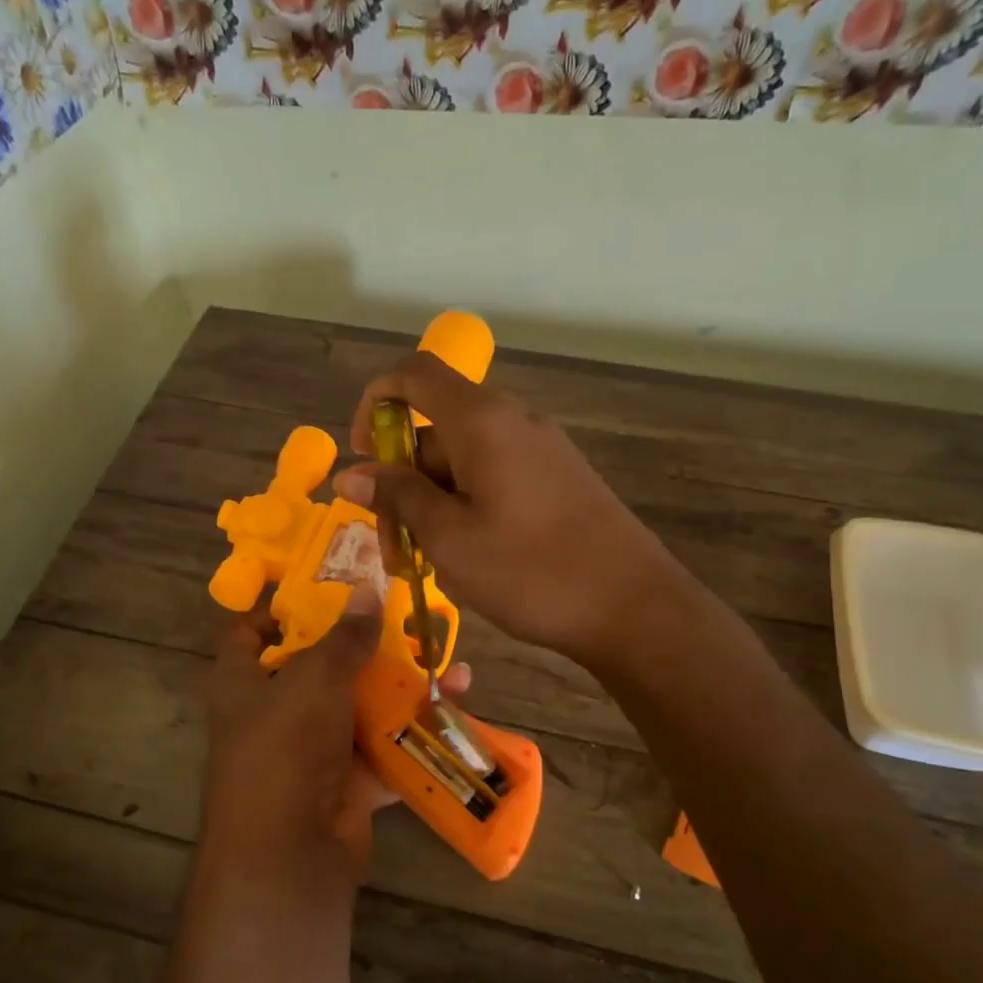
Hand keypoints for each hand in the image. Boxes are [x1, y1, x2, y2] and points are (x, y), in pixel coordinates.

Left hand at [201, 583, 474, 887]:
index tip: (325, 588)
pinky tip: (455, 703)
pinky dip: (416, 728)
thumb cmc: (285, 747)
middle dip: (363, 645)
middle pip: (319, 667)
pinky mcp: (348, 780)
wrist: (290, 853)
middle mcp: (274, 713)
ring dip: (402, 686)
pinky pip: (384, 744)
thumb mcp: (314, 679)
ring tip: (446, 660)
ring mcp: (313, 749)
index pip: (248, 633)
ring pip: (360, 705)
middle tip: (405, 618)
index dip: (279, 608)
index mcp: (242, 683)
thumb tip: (368, 590)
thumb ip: (344, 637)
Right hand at [332, 352, 685, 667]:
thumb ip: (397, 498)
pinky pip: (494, 479)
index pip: (414, 374)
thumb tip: (349, 473)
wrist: (633, 607)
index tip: (365, 458)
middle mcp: (513, 421)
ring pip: (462, 463)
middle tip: (395, 549)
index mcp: (482, 421)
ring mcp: (540, 450)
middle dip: (402, 482)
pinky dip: (466, 510)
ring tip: (432, 567)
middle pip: (434, 431)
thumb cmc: (531, 572)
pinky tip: (471, 561)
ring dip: (432, 506)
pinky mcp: (557, 480)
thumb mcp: (449, 539)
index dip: (375, 403)